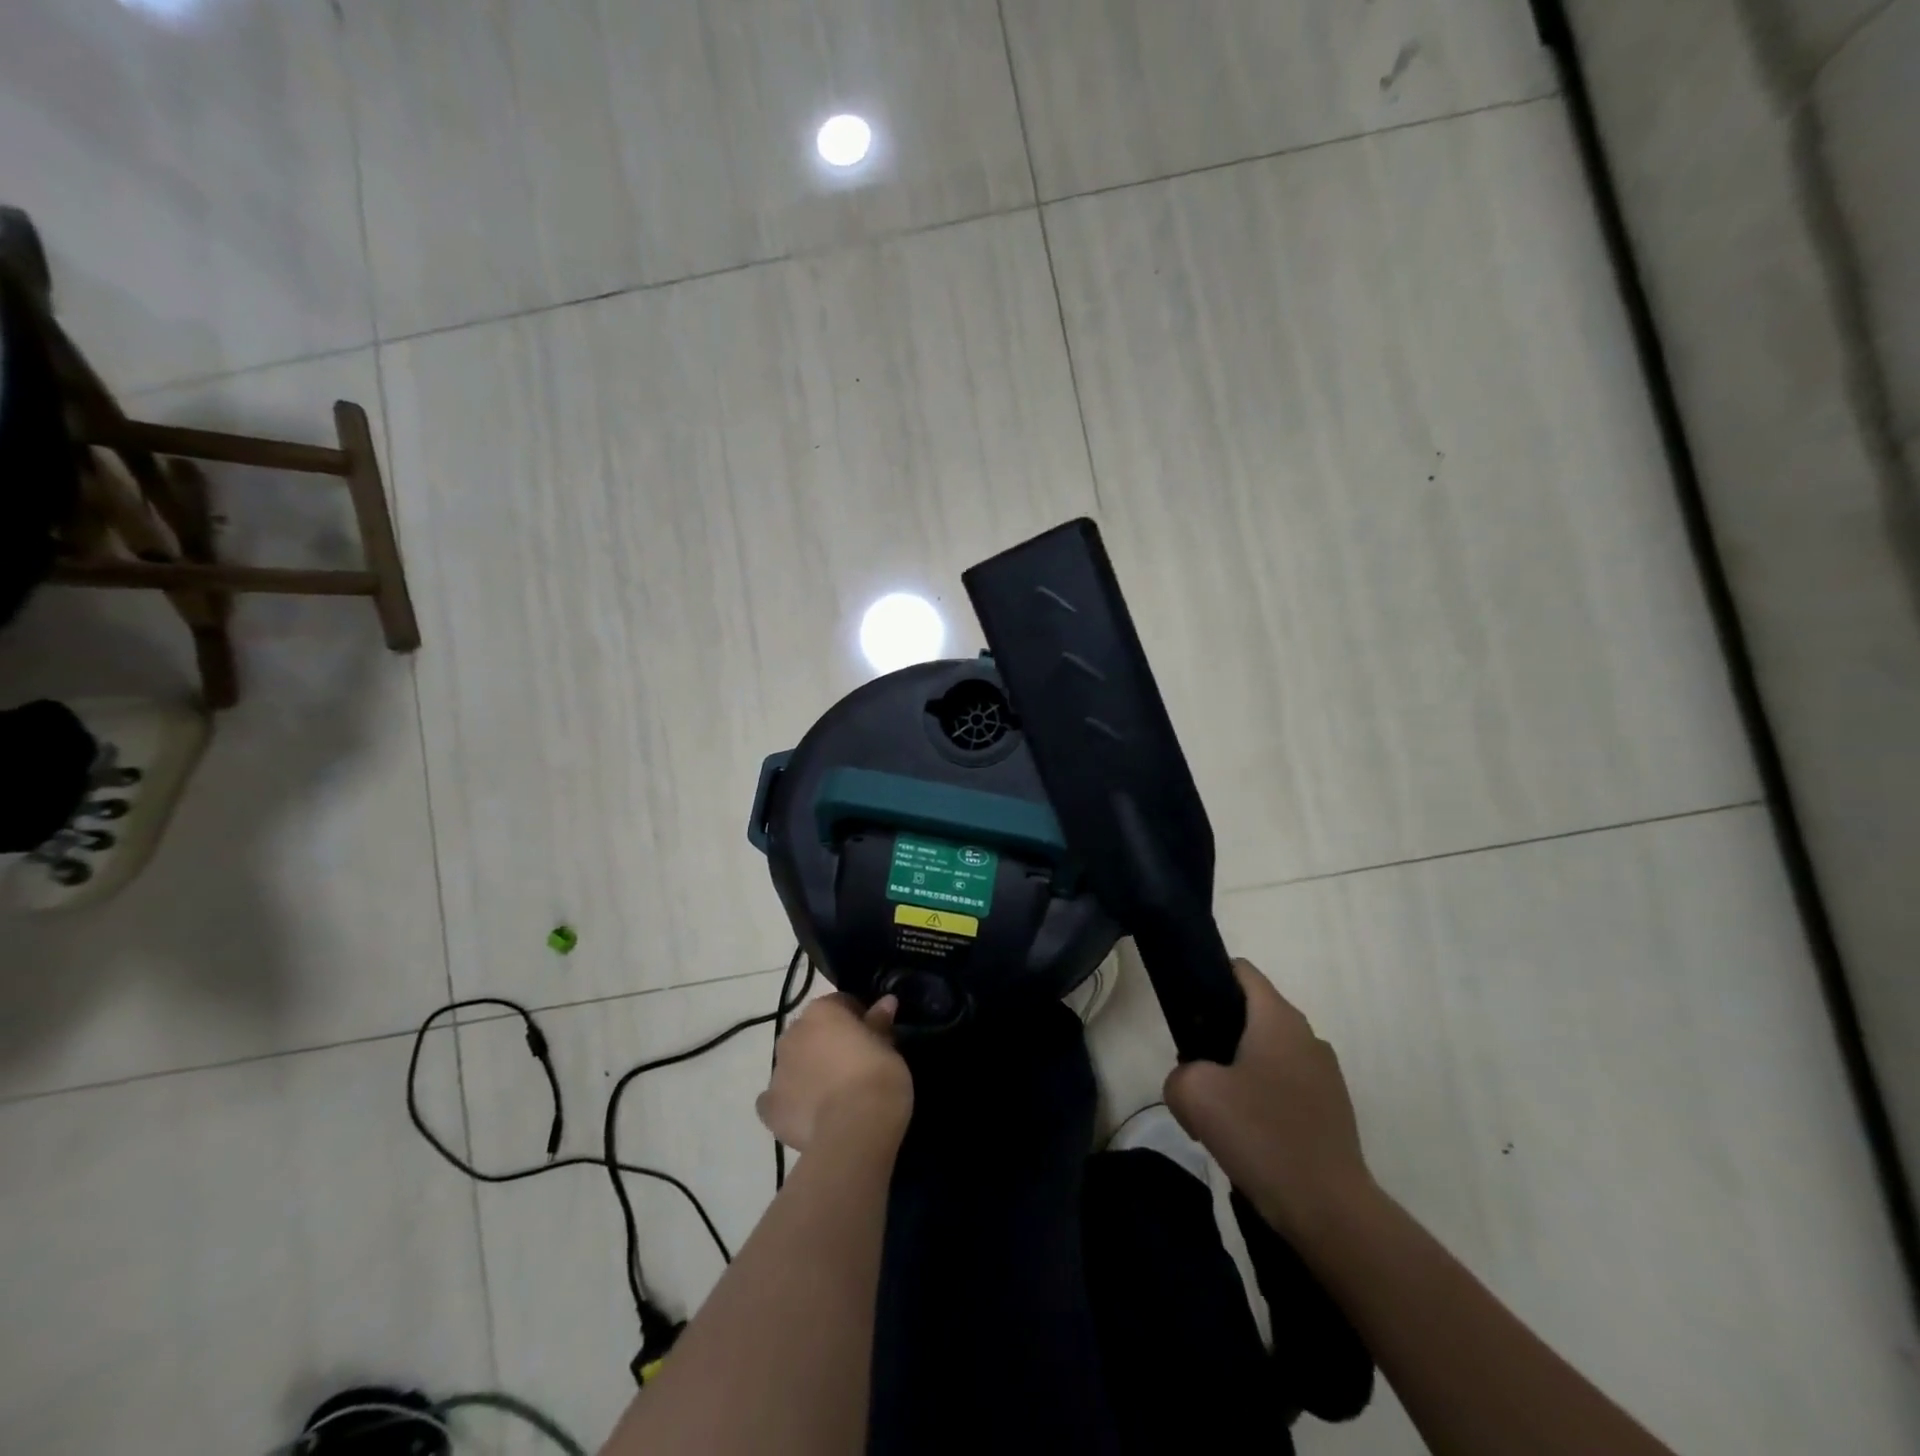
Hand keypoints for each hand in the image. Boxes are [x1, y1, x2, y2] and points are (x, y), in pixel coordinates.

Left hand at [758, 994, 911, 1153]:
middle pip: (811, 1032)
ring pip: (793, 1063)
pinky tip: (808, 1115)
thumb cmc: (877, 1076)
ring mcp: (777, 1071)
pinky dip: (790, 1103)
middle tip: (854, 1065)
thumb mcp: (889, 1045)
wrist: (856, 1128)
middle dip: (827, 1043)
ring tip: (834, 1096)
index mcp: (820, 1011)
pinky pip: (776, 1099)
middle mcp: (792, 1034)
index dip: (857, 1018)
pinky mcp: (770, 1107)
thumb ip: (880, 1022)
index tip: (873, 1037)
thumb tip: (886, 1002)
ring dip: (808, 1071)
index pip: (839, 1004)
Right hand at [1165, 960, 1372, 1239]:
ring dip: (1238, 1069)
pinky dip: (1262, 1098)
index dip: (1209, 977)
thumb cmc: (1261, 1134)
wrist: (1329, 1210)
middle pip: (1251, 1013)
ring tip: (1218, 1108)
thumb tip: (1191, 1080)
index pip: (1241, 971)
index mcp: (1278, 1018)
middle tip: (1193, 1066)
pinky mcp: (1332, 1109)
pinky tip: (1247, 1134)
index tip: (1186, 1007)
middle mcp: (1307, 1035)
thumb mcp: (1194, 1094)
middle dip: (1218, 1032)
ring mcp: (1325, 1074)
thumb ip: (1178, 1073)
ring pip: (1267, 1052)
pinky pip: (1285, 1085)